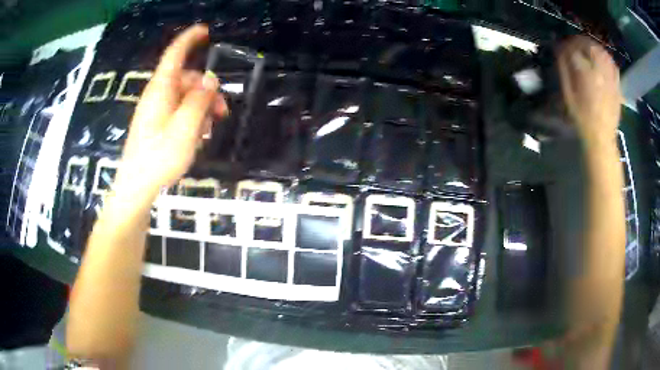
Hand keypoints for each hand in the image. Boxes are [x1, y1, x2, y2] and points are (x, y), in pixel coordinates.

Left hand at [114, 24, 226, 203]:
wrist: (136, 187)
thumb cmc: (158, 158)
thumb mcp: (185, 128)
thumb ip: (199, 100)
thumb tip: (210, 80)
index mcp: (160, 90)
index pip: (174, 55)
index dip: (189, 39)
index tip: (206, 31)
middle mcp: (156, 95)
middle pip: (185, 79)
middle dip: (206, 89)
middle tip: (223, 111)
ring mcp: (154, 111)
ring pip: (183, 97)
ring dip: (201, 106)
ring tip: (210, 129)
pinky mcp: (154, 125)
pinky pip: (176, 111)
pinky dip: (190, 117)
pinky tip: (197, 136)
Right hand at [557, 36, 621, 143]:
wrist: (602, 138)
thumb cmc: (583, 118)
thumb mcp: (568, 95)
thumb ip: (564, 71)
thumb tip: (560, 52)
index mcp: (586, 74)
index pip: (574, 50)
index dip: (567, 46)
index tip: (562, 47)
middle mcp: (600, 72)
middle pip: (590, 46)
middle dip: (580, 42)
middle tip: (574, 44)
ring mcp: (611, 78)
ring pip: (603, 53)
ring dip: (594, 46)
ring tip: (588, 48)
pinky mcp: (617, 85)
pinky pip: (613, 65)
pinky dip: (607, 58)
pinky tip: (603, 58)